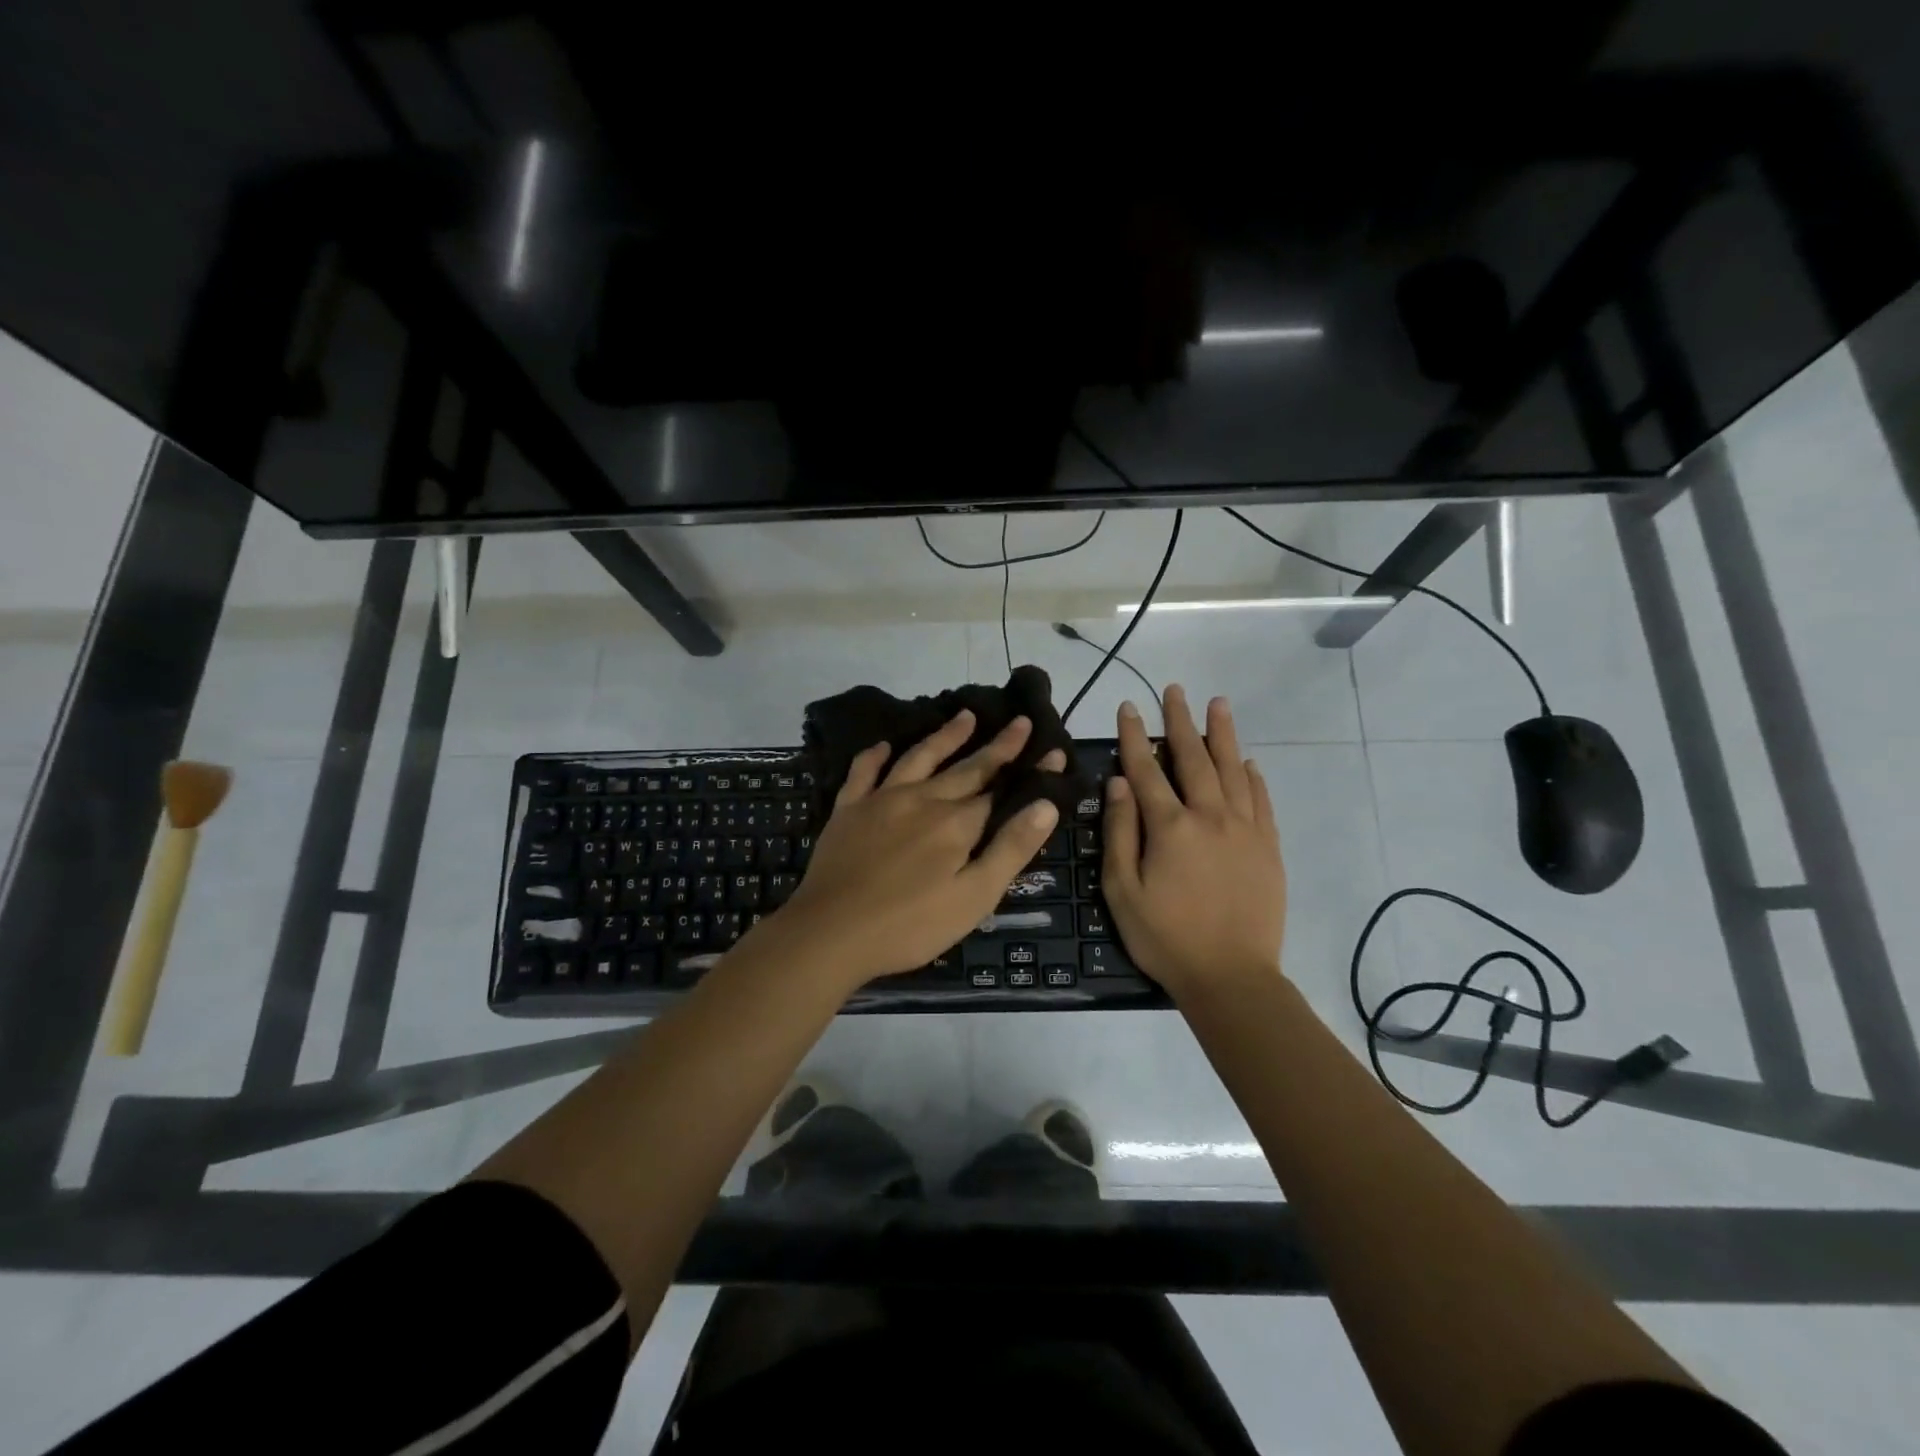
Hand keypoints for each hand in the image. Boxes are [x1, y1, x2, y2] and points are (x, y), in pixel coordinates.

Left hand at [775, 710, 1064, 988]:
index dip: (1028, 772)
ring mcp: (881, 800)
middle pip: (966, 768)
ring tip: (965, 715)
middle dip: (997, 746)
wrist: (831, 933)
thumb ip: (1010, 848)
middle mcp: (922, 799)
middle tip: (1019, 721)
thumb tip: (1046, 804)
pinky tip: (884, 745)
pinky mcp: (848, 809)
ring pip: (919, 758)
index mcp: (956, 824)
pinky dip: (875, 755)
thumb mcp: (974, 897)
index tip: (1052, 749)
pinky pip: (863, 772)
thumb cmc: (910, 925)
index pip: (1001, 790)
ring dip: (945, 736)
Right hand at [1102, 686, 1285, 998]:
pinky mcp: (1268, 848)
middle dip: (1180, 721)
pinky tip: (1248, 762)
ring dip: (1223, 735)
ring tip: (1218, 704)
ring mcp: (1245, 830)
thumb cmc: (1165, 937)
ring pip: (1233, 770)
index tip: (1128, 707)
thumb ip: (1121, 832)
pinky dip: (1253, 777)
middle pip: (1193, 758)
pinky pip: (1261, 801)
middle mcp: (1210, 817)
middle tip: (1176, 690)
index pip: (1147, 769)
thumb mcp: (1122, 890)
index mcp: (1170, 827)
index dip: (1134, 736)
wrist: (1231, 977)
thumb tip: (1119, 783)